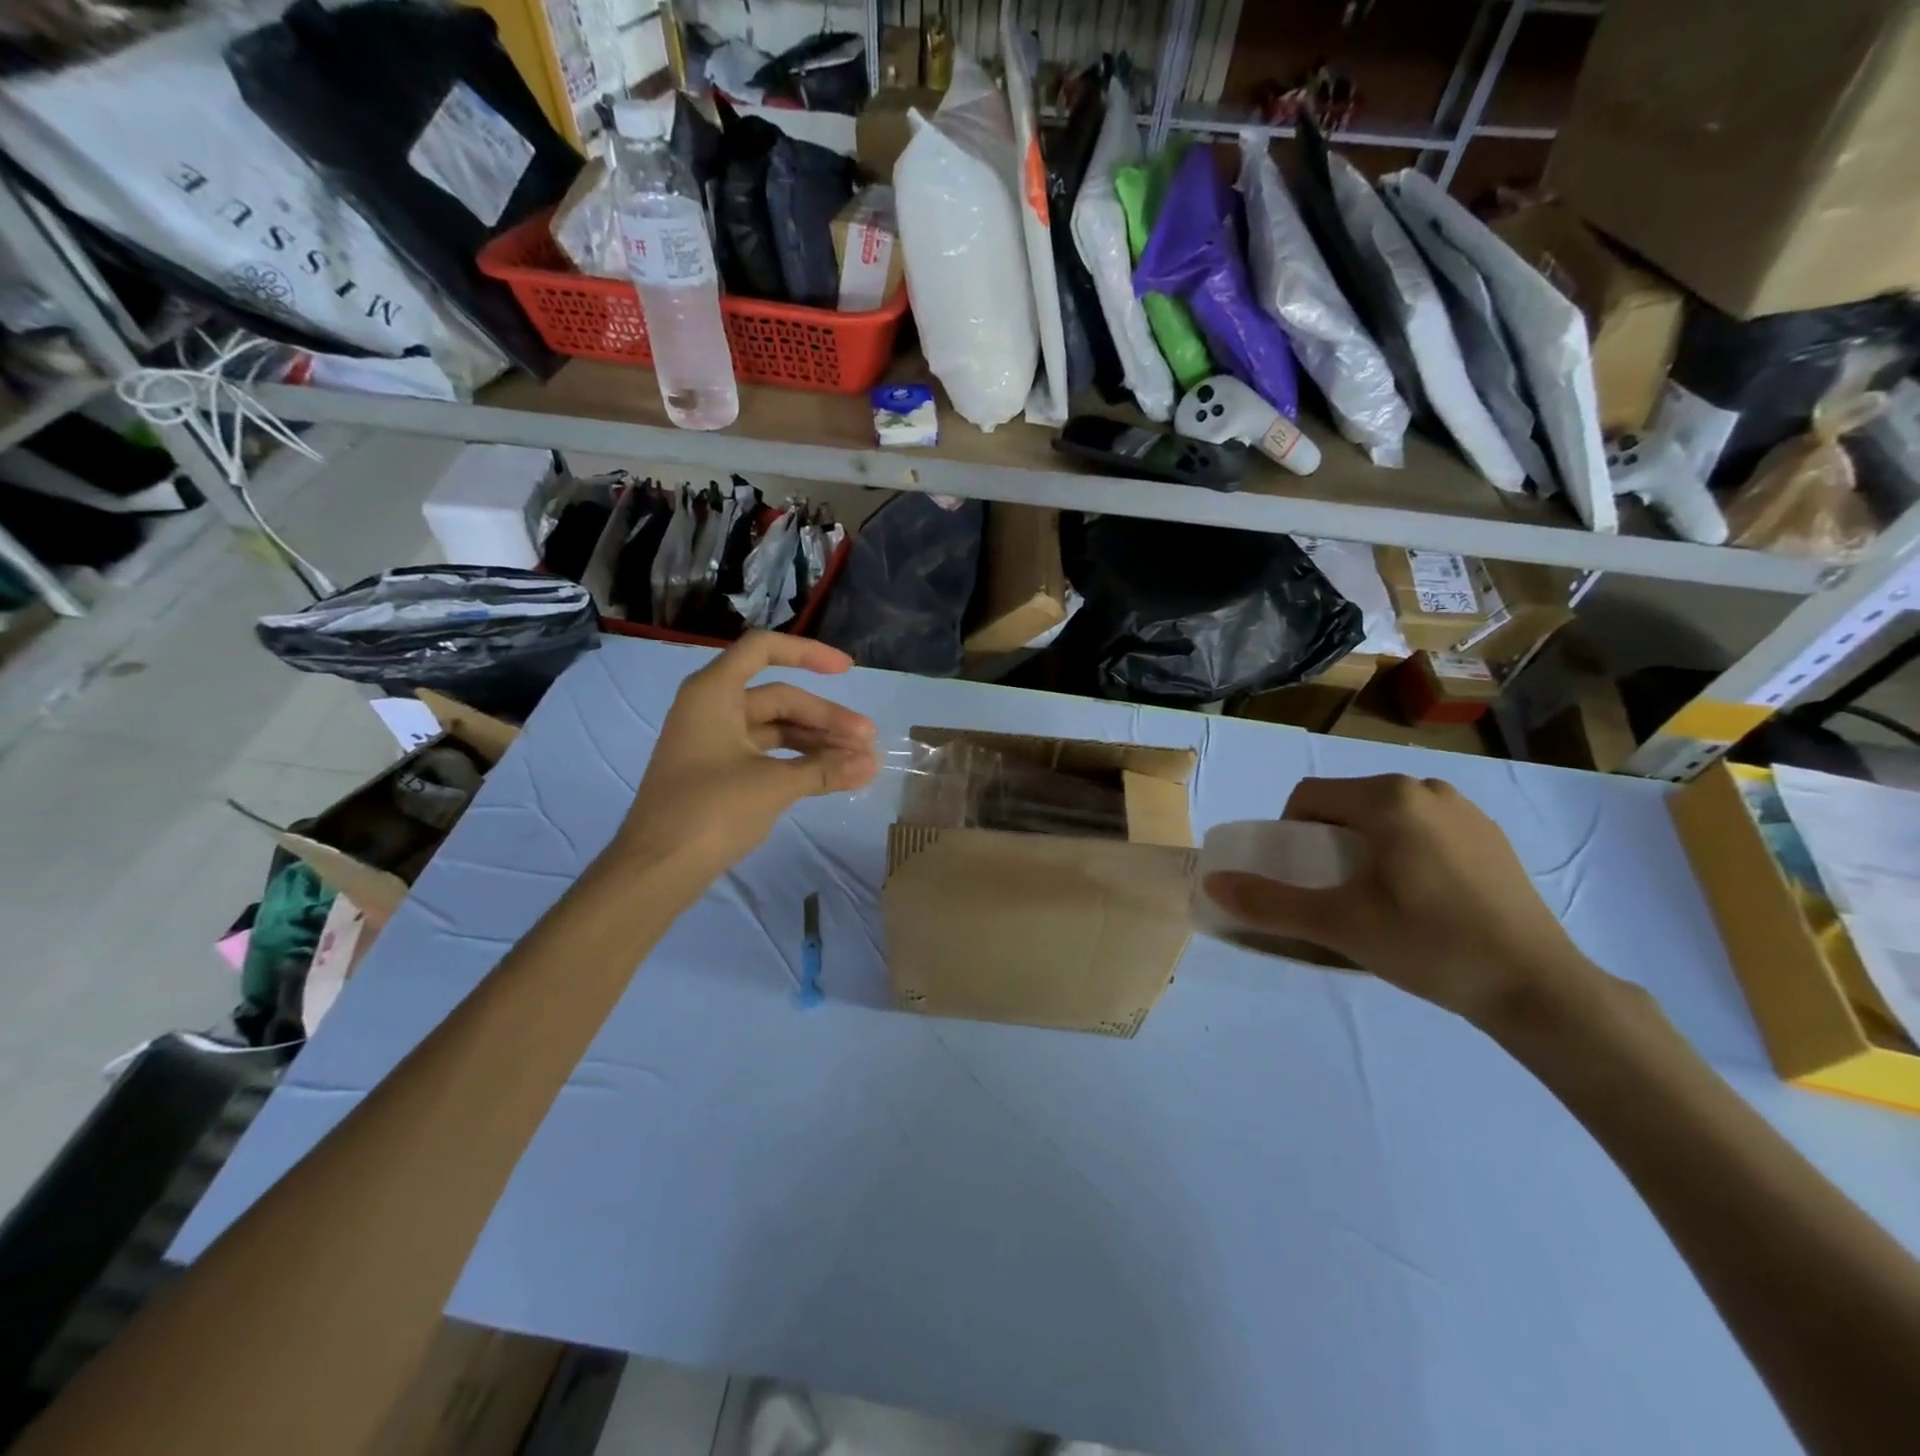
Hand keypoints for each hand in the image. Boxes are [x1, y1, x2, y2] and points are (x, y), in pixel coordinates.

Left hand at [617, 633, 878, 880]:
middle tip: (867, 741)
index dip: (808, 653)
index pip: (764, 650)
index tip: (847, 671)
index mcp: (714, 693)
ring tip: (857, 762)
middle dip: (826, 718)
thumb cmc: (710, 811)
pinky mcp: (716, 771)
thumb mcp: (774, 785)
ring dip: (816, 742)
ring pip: (775, 728)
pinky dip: (796, 760)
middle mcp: (712, 708)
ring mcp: (713, 741)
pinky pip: (765, 753)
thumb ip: (826, 769)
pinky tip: (828, 775)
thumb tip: (872, 764)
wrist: (655, 869)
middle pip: (779, 697)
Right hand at [1204, 774, 1598, 1028]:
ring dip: (1367, 844)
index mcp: (1388, 798)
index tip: (1301, 876)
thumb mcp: (1338, 925)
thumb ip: (1269, 903)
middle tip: (1335, 890)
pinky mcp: (1492, 836)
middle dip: (1329, 838)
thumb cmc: (1428, 944)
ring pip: (1387, 815)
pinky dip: (1406, 850)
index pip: (1309, 796)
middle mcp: (1426, 789)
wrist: (1538, 987)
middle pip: (1349, 803)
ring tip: (1379, 896)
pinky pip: (1425, 828)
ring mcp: (1466, 811)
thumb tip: (1213, 884)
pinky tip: (1424, 898)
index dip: (1290, 832)